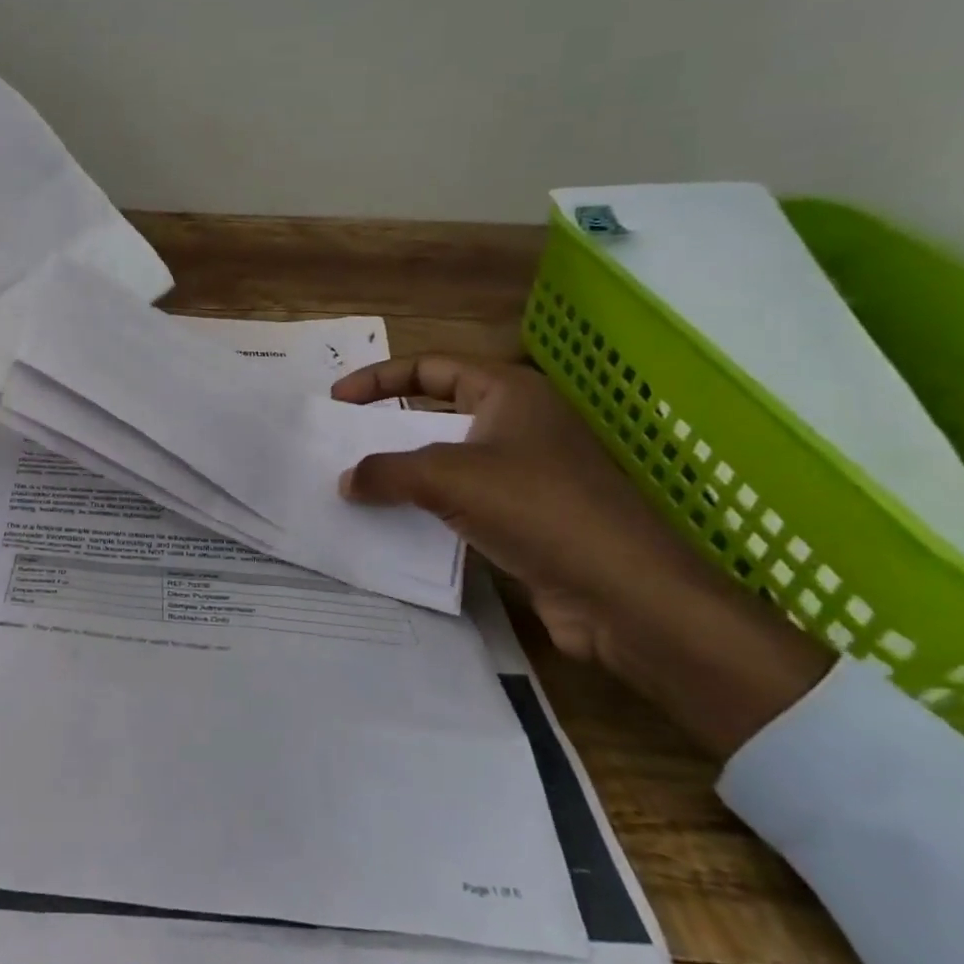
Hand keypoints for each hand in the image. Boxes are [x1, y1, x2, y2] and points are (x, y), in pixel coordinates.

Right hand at [333, 356, 830, 757]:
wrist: (626, 595)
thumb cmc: (539, 509)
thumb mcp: (448, 477)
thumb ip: (386, 472)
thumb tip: (347, 480)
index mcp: (508, 393)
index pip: (430, 367)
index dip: (378, 378)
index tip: (337, 400)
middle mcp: (518, 424)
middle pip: (436, 411)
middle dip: (386, 426)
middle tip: (342, 443)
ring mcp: (525, 473)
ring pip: (446, 460)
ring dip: (403, 472)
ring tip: (358, 487)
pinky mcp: (525, 518)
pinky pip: (460, 501)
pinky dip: (425, 507)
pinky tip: (395, 526)